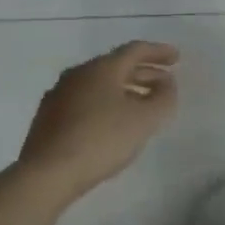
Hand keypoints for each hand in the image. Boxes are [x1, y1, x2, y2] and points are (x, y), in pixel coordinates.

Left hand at [14, 41, 179, 200]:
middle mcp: (78, 74)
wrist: (47, 173)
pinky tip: (114, 122)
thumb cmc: (102, 140)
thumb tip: (166, 84)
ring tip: (143, 105)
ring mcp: (59, 95)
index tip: (177, 59)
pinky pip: (86, 100)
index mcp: (101, 68)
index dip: (159, 52)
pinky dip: (107, 103)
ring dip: (126, 89)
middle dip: (144, 73)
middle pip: (117, 66)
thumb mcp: (145, 120)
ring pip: (100, 84)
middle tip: (165, 84)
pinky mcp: (49, 117)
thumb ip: (163, 98)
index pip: (135, 50)